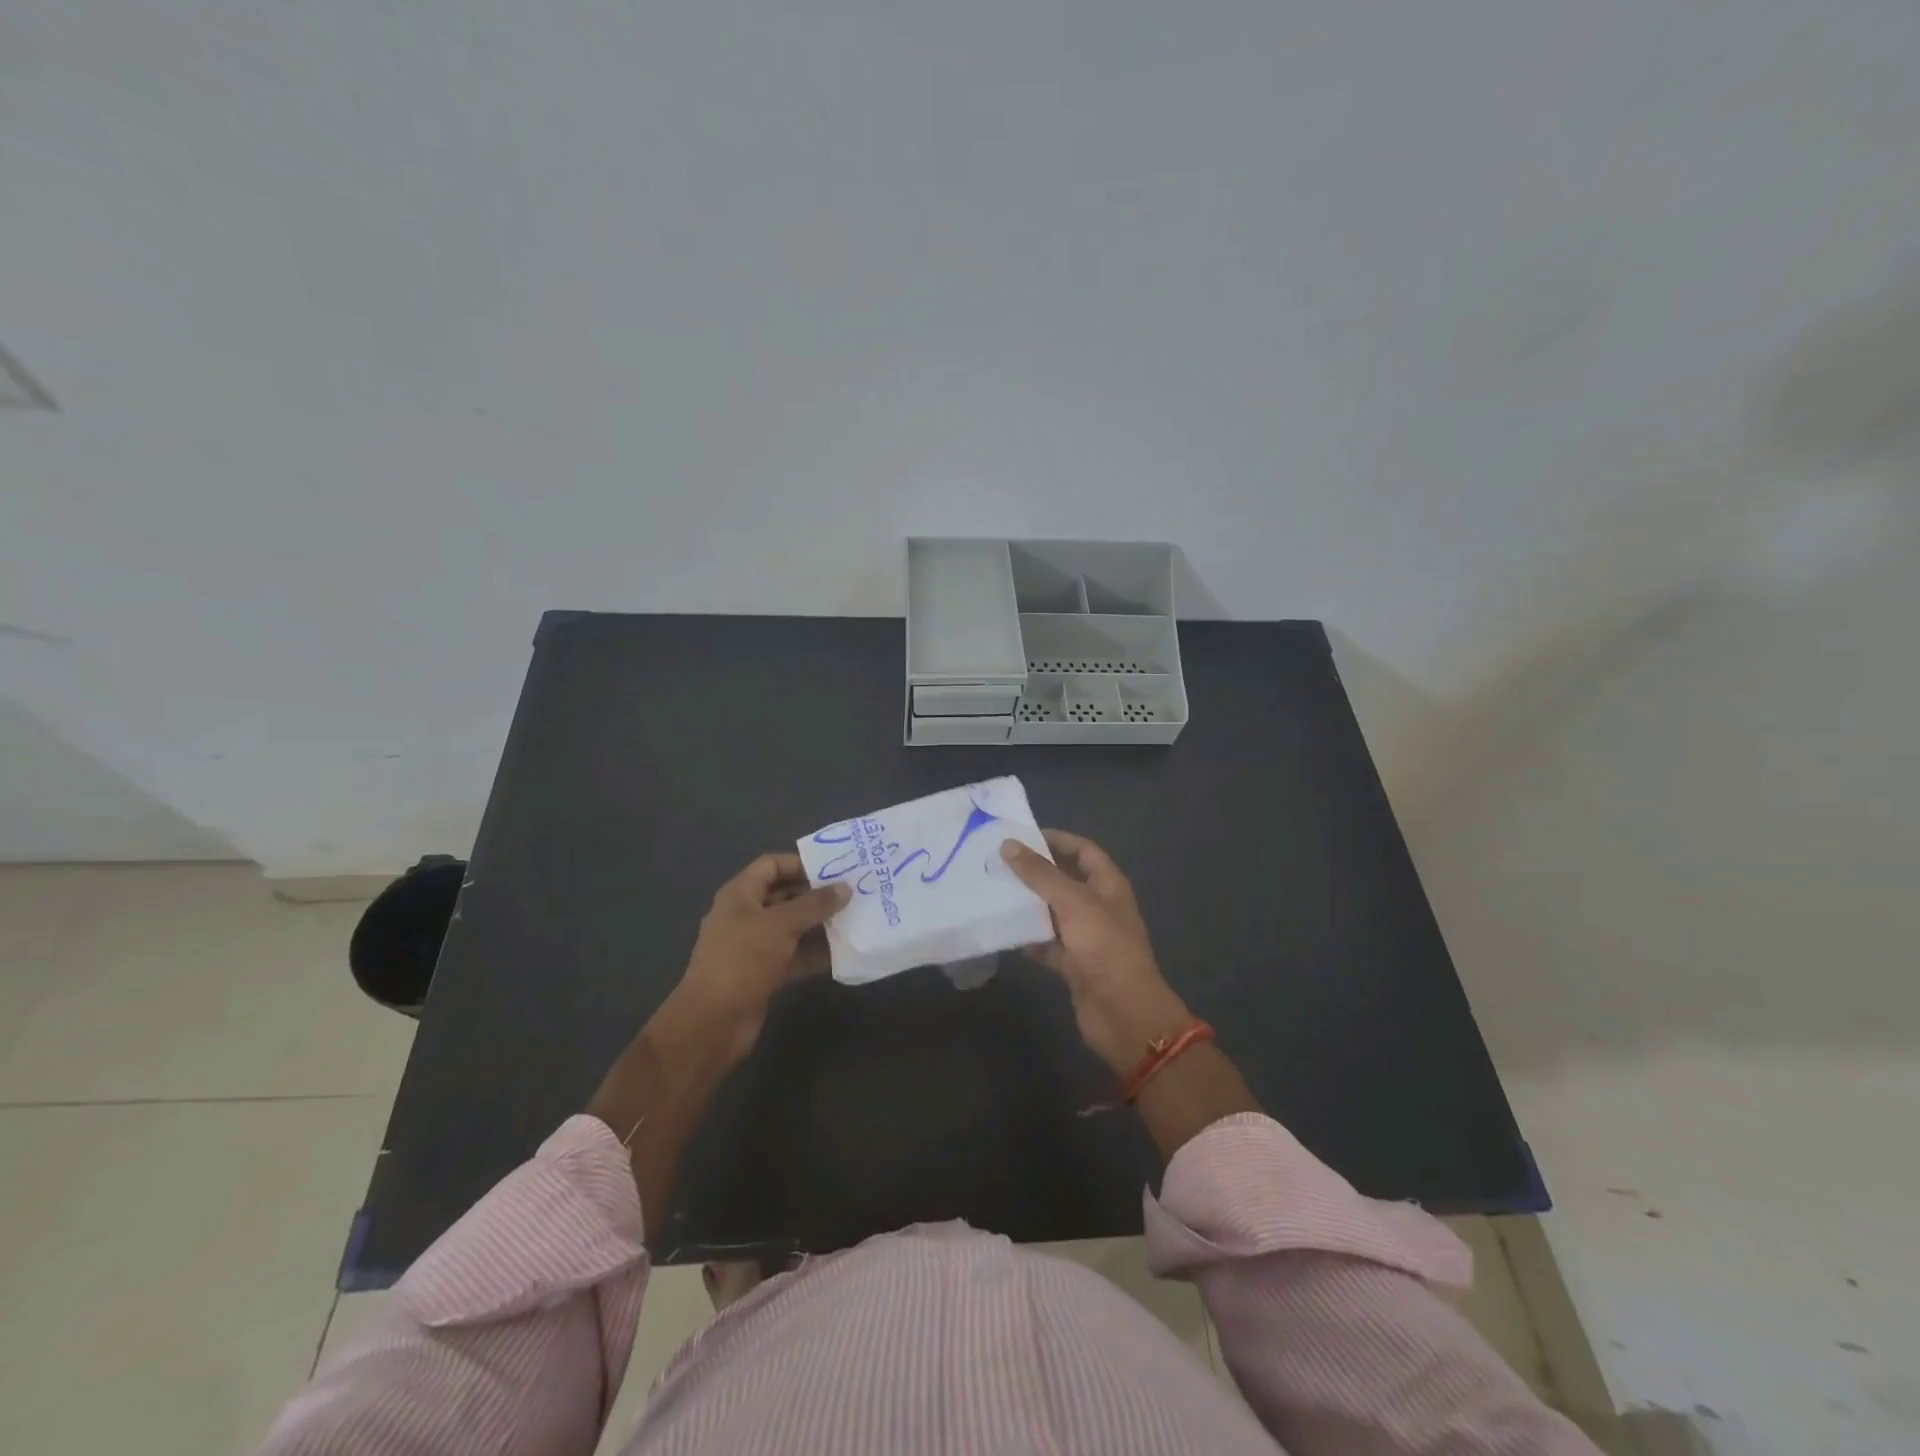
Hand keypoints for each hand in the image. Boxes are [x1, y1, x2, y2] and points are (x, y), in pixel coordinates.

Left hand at [670, 852, 848, 1065]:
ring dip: (820, 925)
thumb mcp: (781, 925)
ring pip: (793, 928)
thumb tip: (845, 888)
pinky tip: (844, 952)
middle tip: (853, 894)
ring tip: (855, 920)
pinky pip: (794, 955)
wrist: (713, 1021)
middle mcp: (746, 915)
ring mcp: (754, 946)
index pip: (771, 865)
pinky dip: (815, 953)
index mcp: (740, 895)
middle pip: (785, 896)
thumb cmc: (743, 959)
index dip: (801, 864)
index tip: (835, 869)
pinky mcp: (764, 973)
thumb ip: (815, 904)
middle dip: (817, 896)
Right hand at [1001, 831, 1192, 1072]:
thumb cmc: (1104, 947)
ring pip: (1053, 912)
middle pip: (1065, 880)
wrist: (1123, 1013)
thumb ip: (1040, 874)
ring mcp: (1086, 937)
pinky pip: (1047, 944)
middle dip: (1035, 872)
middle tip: (999, 862)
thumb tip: (1008, 845)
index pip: (1084, 850)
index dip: (1057, 840)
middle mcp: (1098, 907)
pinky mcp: (1073, 964)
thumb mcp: (1072, 902)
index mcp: (1108, 885)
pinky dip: (1028, 938)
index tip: (1023, 836)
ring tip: (993, 891)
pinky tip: (1003, 931)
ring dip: (1028, 904)